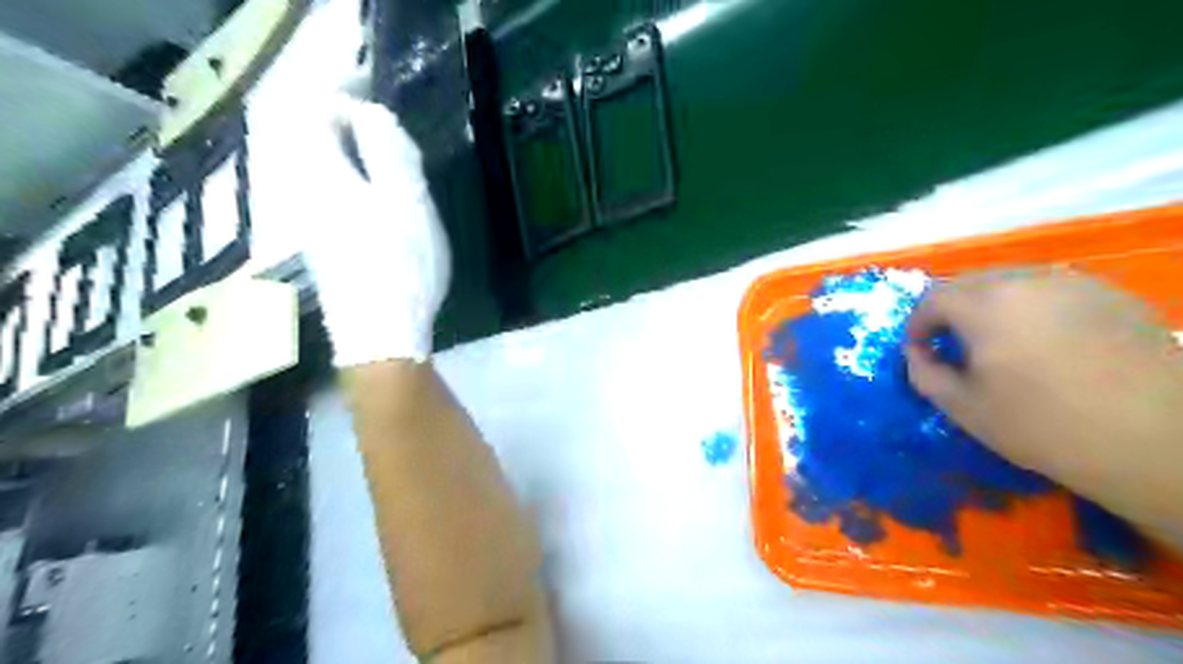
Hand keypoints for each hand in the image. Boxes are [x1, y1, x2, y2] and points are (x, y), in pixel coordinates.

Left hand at [278, 95, 454, 364]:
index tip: (385, 119)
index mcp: (324, 176)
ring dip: (366, 174)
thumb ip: (388, 150)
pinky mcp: (326, 254)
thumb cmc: (400, 264)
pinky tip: (390, 227)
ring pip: (333, 180)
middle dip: (361, 142)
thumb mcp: (406, 200)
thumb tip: (370, 113)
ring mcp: (313, 229)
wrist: (380, 337)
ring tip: (404, 195)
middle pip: (323, 148)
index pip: (317, 116)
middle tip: (402, 160)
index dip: (348, 105)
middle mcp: (306, 196)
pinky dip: (363, 201)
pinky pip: (338, 206)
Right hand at [907, 266, 1181, 547]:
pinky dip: (1032, 306)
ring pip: (1011, 280)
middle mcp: (1027, 280)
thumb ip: (924, 373)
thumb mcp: (963, 408)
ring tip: (998, 342)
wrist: (1157, 440)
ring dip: (990, 305)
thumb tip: (918, 353)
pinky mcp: (1111, 294)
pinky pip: (1051, 289)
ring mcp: (1074, 282)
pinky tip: (1046, 342)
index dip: (916, 325)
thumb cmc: (1044, 425)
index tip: (919, 350)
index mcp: (985, 304)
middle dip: (950, 310)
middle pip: (970, 282)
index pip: (932, 298)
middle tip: (953, 345)